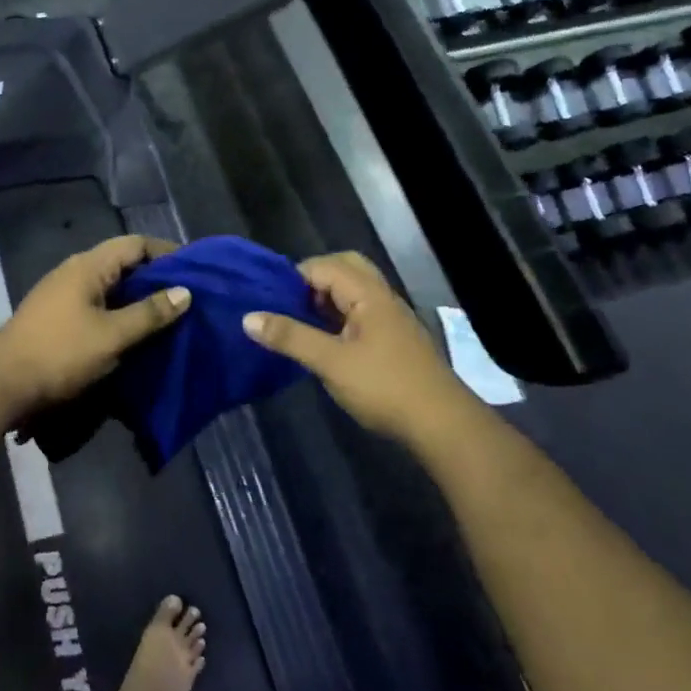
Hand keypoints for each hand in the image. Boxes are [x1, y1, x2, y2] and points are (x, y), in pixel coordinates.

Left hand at [0, 235, 190, 414]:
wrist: (1, 384)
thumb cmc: (60, 353)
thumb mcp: (112, 335)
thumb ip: (150, 313)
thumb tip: (185, 292)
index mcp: (88, 266)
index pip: (134, 244)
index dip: (166, 252)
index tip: (195, 270)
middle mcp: (75, 272)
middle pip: (123, 264)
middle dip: (155, 279)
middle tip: (187, 297)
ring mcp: (62, 295)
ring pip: (110, 288)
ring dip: (138, 299)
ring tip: (168, 317)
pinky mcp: (57, 318)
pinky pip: (98, 306)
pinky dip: (120, 315)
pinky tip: (135, 335)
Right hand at [242, 252, 466, 444]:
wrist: (442, 424)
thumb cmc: (384, 386)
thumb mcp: (331, 362)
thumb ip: (290, 337)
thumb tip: (248, 317)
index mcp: (368, 294)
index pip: (323, 266)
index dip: (293, 277)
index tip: (267, 298)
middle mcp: (381, 297)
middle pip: (344, 268)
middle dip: (312, 280)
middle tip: (288, 304)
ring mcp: (391, 318)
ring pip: (354, 291)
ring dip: (325, 299)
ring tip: (299, 322)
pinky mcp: (393, 339)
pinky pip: (360, 312)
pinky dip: (338, 317)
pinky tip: (324, 341)